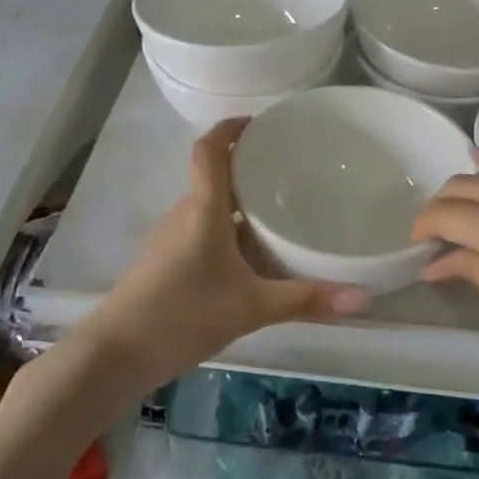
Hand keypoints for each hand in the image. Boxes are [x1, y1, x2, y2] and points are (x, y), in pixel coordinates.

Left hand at [89, 119, 371, 387]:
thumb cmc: (182, 315)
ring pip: (208, 207)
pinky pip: (200, 230)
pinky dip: (225, 229)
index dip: (231, 129)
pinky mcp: (163, 262)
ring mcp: (169, 238)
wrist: (114, 355)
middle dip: (247, 169)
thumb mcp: (251, 308)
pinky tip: (247, 257)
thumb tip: (364, 297)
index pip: (210, 149)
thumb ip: (306, 300)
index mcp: (203, 209)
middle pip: (214, 176)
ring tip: (276, 211)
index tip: (259, 123)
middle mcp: (183, 214)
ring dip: (237, 203)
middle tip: (288, 173)